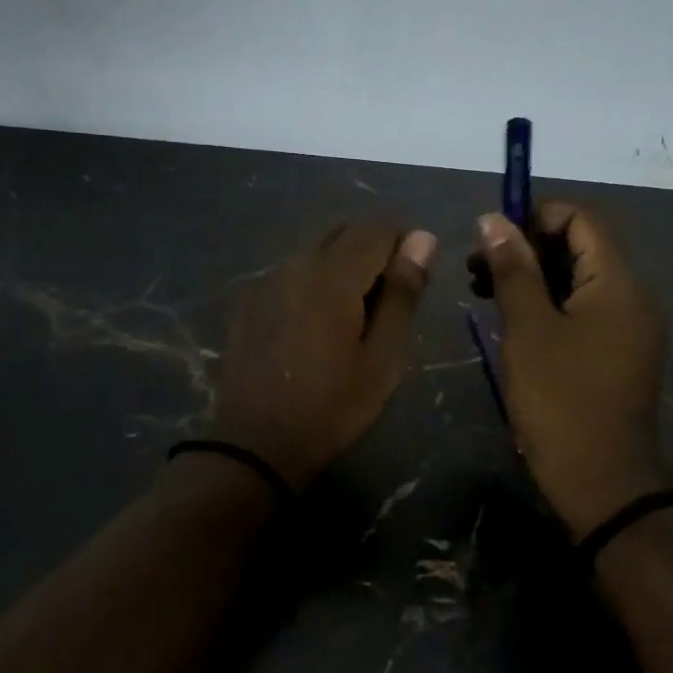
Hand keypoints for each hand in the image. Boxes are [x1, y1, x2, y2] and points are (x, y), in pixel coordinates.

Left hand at [210, 224, 437, 488]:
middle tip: (387, 301)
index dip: (404, 245)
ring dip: (341, 267)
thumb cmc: (332, 406)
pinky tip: (315, 326)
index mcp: (333, 275)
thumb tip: (423, 238)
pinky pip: (292, 272)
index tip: (414, 282)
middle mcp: (296, 264)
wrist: (255, 444)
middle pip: (343, 232)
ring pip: (316, 251)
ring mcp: (267, 280)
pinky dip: (313, 282)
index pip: (377, 228)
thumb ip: (403, 293)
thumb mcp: (383, 358)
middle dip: (372, 251)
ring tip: (352, 316)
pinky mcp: (249, 300)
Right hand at [474, 204, 669, 537]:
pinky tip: (512, 320)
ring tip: (484, 292)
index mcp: (618, 283)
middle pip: (580, 247)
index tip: (490, 235)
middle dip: (526, 247)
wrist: (602, 483)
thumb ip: (513, 269)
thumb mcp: (528, 330)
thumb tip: (493, 219)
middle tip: (476, 268)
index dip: (534, 215)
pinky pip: (584, 310)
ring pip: (578, 280)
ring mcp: (629, 327)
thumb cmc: (561, 401)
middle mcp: (633, 296)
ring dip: (533, 276)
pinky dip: (548, 304)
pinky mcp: (618, 353)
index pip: (581, 219)